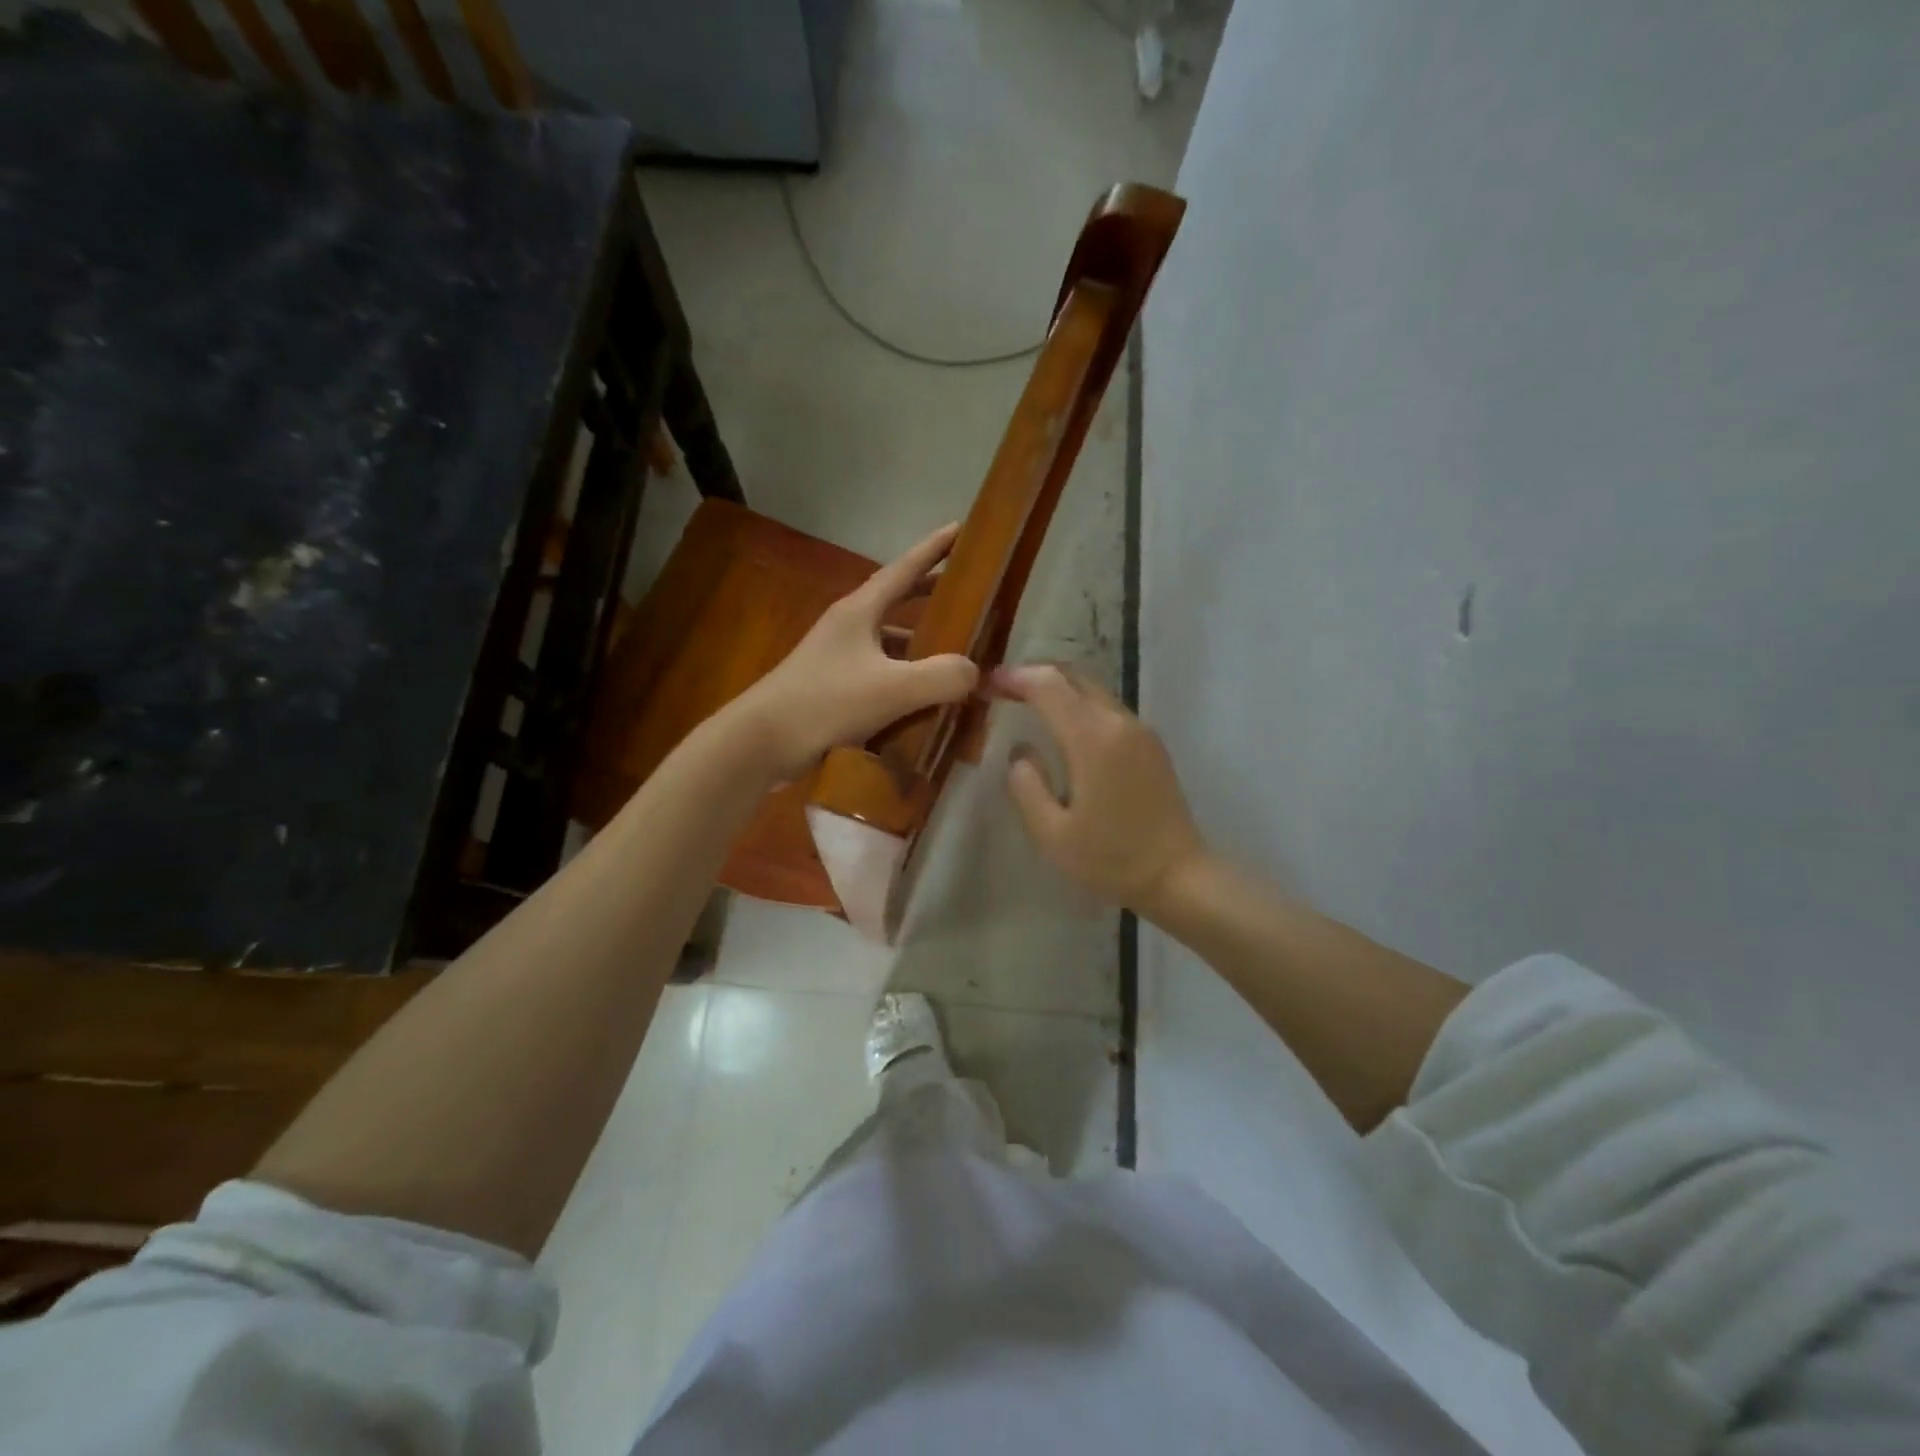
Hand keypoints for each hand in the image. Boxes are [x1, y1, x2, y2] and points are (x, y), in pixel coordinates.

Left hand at [730, 524, 979, 779]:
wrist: (760, 743)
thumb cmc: (825, 704)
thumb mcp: (892, 689)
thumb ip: (941, 677)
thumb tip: (974, 671)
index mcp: (859, 611)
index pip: (904, 569)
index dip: (934, 549)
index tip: (962, 528)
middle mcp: (848, 627)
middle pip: (897, 601)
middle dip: (932, 594)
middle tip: (969, 594)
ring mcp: (837, 658)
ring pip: (889, 641)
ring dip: (919, 642)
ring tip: (954, 652)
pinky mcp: (833, 688)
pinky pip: (880, 673)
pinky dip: (904, 677)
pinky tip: (922, 698)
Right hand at [992, 663, 1206, 915]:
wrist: (1179, 876)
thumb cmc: (1111, 859)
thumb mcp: (1052, 834)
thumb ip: (1026, 786)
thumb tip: (1020, 751)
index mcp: (1092, 739)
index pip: (1048, 686)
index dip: (1015, 678)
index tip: (988, 683)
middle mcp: (1118, 722)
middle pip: (1073, 677)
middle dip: (1035, 674)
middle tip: (1004, 688)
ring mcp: (1140, 730)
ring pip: (1093, 689)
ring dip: (1059, 688)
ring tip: (1028, 703)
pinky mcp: (1151, 744)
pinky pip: (1108, 707)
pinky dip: (1079, 703)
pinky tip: (1064, 725)